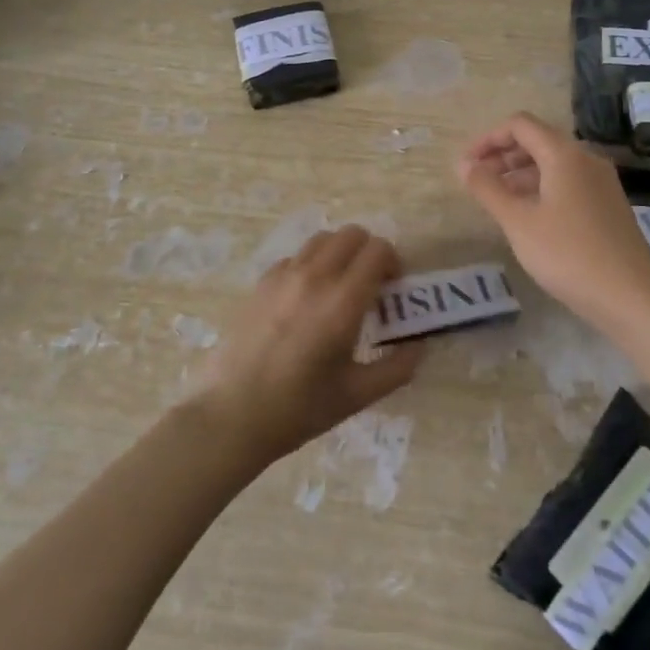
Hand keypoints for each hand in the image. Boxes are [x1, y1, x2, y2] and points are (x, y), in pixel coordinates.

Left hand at [190, 225, 420, 464]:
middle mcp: (315, 277)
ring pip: (322, 239)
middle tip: (370, 285)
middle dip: (369, 252)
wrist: (231, 416)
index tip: (392, 289)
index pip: (378, 250)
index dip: (393, 263)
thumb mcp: (357, 395)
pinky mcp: (261, 283)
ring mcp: (283, 276)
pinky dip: (310, 266)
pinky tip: (305, 300)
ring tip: (339, 287)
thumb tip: (419, 346)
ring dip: (339, 253)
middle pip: (352, 234)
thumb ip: (396, 368)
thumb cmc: (299, 409)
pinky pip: (295, 257)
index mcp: (343, 301)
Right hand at [457, 111, 649, 331]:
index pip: (520, 125)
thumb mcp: (518, 222)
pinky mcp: (608, 204)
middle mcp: (586, 159)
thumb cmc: (568, 254)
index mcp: (565, 154)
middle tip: (477, 182)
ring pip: (553, 164)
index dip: (488, 139)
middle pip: (538, 141)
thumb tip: (464, 164)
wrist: (631, 297)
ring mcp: (601, 182)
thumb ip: (487, 188)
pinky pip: (568, 182)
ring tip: (497, 201)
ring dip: (520, 174)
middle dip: (503, 156)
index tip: (466, 165)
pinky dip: (541, 188)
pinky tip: (528, 217)